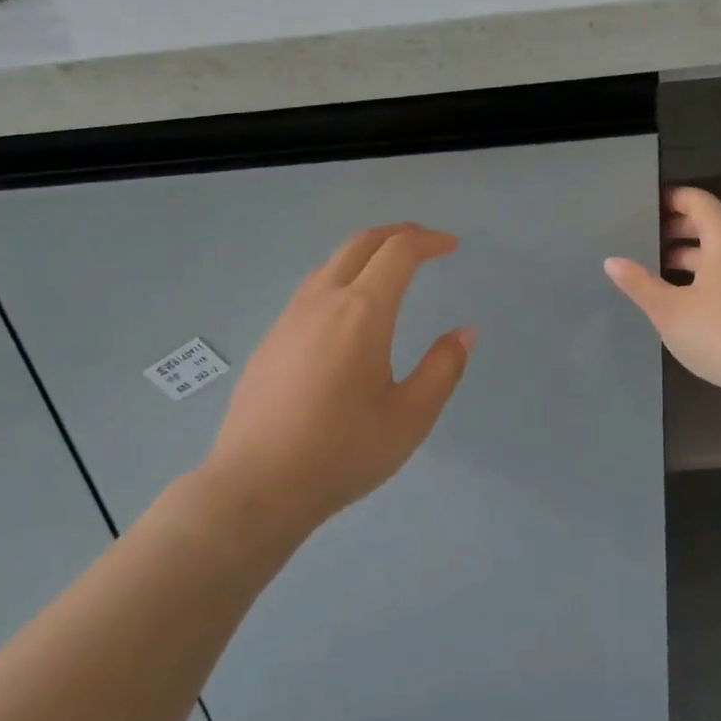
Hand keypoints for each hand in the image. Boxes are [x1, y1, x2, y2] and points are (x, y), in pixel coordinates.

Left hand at [196, 224, 473, 538]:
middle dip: (397, 234)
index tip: (451, 246)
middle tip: (425, 243)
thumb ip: (443, 369)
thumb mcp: (410, 417)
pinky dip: (341, 279)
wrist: (256, 486)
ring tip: (390, 272)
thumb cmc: (342, 452)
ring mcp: (289, 318)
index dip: (428, 241)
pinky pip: (311, 290)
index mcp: (362, 312)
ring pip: (331, 264)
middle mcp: (323, 301)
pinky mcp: (270, 340)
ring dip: (366, 255)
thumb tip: (463, 333)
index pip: (399, 252)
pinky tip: (347, 314)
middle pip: (361, 244)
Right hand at [605, 187, 720, 400]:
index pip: (697, 201)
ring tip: (662, 273)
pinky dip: (713, 274)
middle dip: (678, 230)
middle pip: (712, 224)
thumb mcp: (669, 311)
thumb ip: (639, 283)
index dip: (671, 200)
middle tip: (646, 242)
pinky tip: (693, 301)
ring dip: (694, 257)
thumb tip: (612, 261)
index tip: (646, 210)